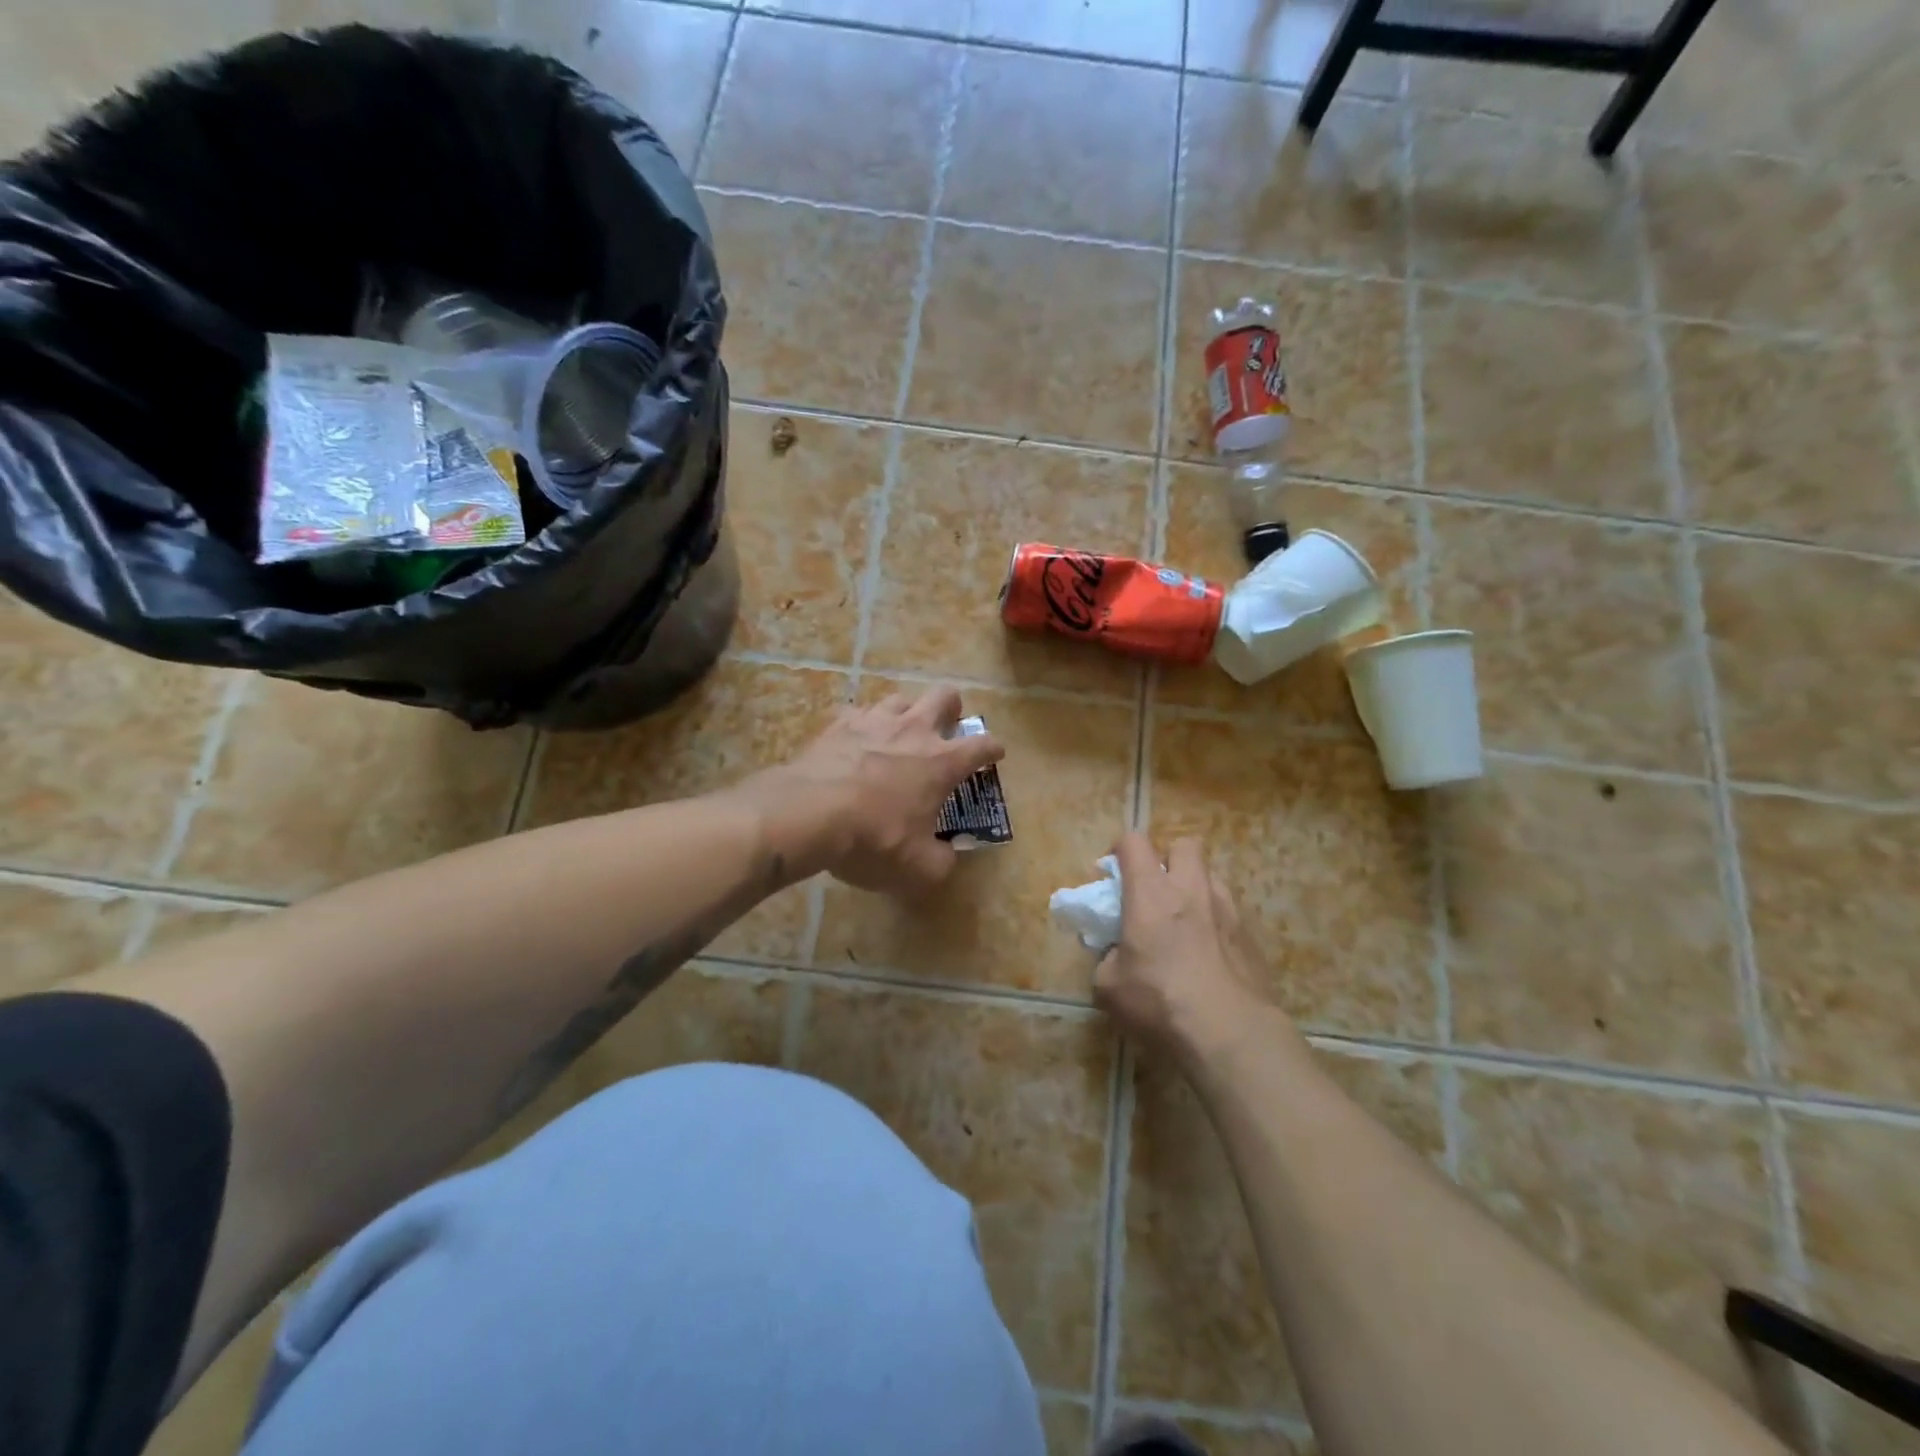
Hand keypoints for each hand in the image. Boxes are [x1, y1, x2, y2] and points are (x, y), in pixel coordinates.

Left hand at [750, 686, 1004, 896]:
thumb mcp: (919, 868)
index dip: (993, 749)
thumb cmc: (874, 840)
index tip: (995, 754)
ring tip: (898, 735)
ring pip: (900, 699)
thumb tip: (947, 854)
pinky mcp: (838, 723)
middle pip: (945, 696)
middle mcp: (914, 731)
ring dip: (906, 714)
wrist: (808, 814)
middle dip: (952, 708)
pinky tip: (855, 742)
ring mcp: (874, 721)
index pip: (983, 745)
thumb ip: (942, 861)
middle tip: (948, 726)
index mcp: (942, 762)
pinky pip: (858, 713)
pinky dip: (863, 726)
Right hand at [1094, 833, 1278, 1064]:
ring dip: (1194, 889)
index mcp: (1151, 893)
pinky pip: (1229, 913)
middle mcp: (1191, 890)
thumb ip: (1109, 959)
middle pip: (1184, 845)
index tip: (1113, 874)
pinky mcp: (1251, 937)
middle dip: (1168, 858)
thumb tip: (1118, 955)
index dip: (1120, 850)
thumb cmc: (1160, 1002)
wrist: (1230, 1034)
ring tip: (1185, 924)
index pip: (1134, 842)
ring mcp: (1227, 911)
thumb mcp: (1109, 986)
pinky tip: (1209, 956)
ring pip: (1211, 877)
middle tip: (1156, 890)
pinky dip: (1215, 923)